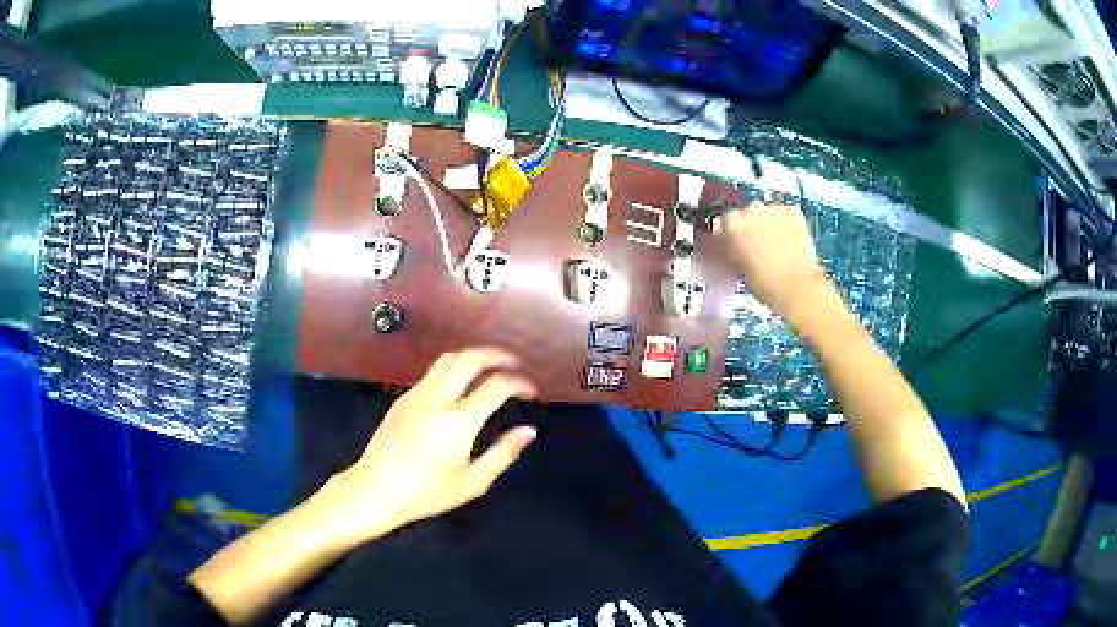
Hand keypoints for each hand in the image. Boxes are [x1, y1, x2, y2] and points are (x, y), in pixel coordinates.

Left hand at [317, 348, 537, 546]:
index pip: (496, 386)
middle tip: (513, 363)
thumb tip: (528, 431)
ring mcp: (416, 395)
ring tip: (489, 365)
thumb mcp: (472, 483)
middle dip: (496, 355)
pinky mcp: (402, 399)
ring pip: (447, 359)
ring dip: (473, 356)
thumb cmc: (426, 493)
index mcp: (458, 422)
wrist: (375, 490)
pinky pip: (432, 373)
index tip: (531, 392)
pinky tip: (459, 384)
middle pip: (469, 359)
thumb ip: (503, 454)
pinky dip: (452, 368)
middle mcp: (437, 399)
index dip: (519, 383)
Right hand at [717, 201, 829, 320]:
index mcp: (732, 224)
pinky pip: (785, 215)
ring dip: (768, 225)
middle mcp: (751, 211)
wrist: (797, 288)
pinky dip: (785, 225)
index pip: (723, 223)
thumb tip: (729, 248)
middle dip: (749, 229)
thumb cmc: (766, 285)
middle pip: (745, 214)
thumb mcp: (736, 269)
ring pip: (766, 214)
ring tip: (775, 248)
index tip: (732, 244)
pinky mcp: (793, 212)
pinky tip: (788, 242)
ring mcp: (773, 210)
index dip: (728, 236)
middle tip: (755, 249)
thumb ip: (729, 252)